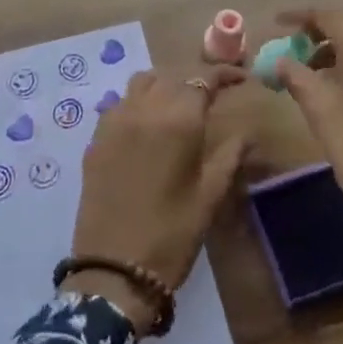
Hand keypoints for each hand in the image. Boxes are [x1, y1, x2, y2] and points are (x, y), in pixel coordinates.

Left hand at [66, 66, 248, 331]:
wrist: (114, 270)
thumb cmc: (172, 234)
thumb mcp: (210, 195)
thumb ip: (230, 154)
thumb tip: (247, 132)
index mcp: (177, 120)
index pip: (202, 78)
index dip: (224, 74)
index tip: (240, 79)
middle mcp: (143, 109)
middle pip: (171, 75)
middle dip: (195, 78)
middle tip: (214, 92)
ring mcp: (114, 121)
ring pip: (142, 82)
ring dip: (164, 83)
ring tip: (180, 102)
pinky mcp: (95, 139)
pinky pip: (120, 103)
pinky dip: (138, 101)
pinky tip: (148, 123)